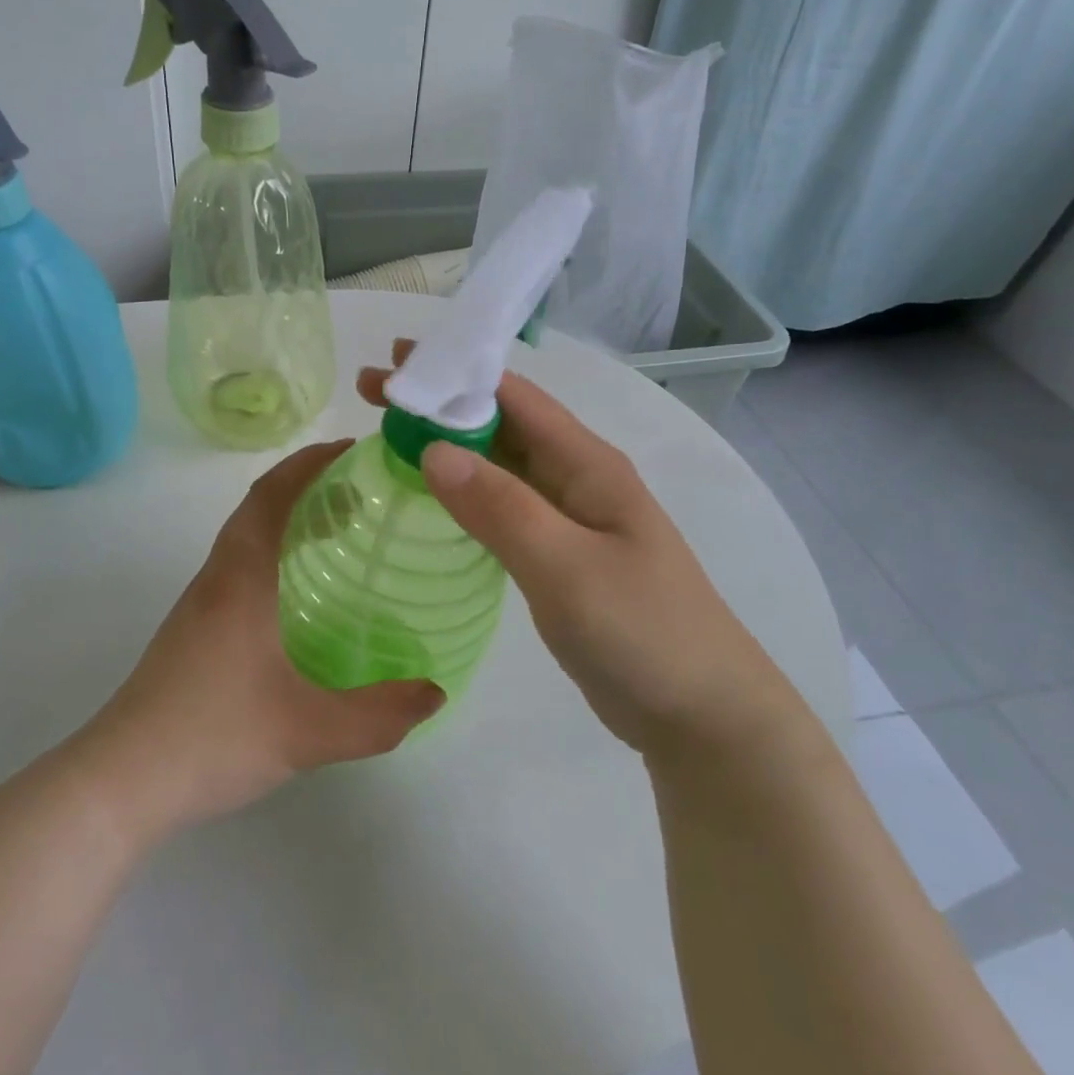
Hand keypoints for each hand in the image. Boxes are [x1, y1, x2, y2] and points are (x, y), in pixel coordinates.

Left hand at [80, 442, 443, 840]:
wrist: (120, 780)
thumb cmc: (211, 739)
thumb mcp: (307, 733)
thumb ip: (377, 717)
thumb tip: (434, 694)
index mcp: (240, 579)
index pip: (271, 495)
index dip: (310, 463)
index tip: (353, 452)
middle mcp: (217, 578)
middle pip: (258, 508)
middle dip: (307, 486)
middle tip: (362, 494)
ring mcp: (199, 604)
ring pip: (246, 538)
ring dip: (289, 520)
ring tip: (341, 534)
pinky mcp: (193, 630)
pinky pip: (240, 568)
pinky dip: (275, 555)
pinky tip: (303, 596)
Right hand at [359, 342, 785, 757]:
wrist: (701, 712)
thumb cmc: (643, 632)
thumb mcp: (567, 568)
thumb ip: (501, 508)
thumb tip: (432, 449)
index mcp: (587, 464)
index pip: (514, 397)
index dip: (455, 374)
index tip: (395, 362)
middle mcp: (576, 479)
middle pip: (500, 424)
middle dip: (439, 404)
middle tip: (372, 393)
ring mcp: (568, 519)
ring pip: (498, 464)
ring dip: (446, 445)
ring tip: (386, 437)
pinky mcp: (557, 555)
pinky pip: (501, 506)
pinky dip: (462, 491)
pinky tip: (430, 496)